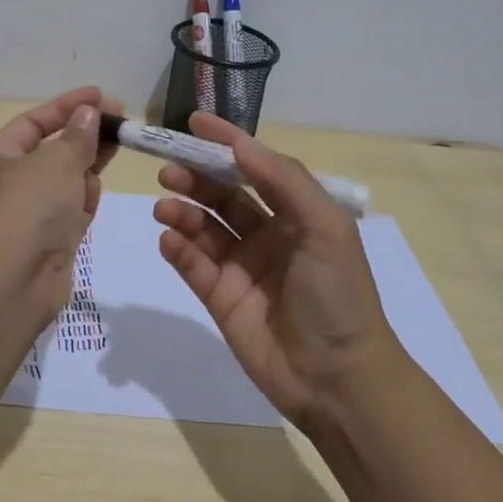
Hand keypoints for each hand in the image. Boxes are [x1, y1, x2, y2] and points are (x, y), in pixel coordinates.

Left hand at [0, 86, 121, 321]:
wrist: (14, 279)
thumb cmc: (29, 206)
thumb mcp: (57, 160)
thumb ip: (78, 135)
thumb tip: (88, 114)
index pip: (34, 122)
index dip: (67, 106)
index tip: (101, 95)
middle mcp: (8, 183)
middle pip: (53, 150)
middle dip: (84, 136)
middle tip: (122, 121)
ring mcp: (28, 214)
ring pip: (65, 180)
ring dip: (86, 167)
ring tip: (113, 153)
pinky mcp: (48, 240)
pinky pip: (70, 209)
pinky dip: (83, 200)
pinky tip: (93, 195)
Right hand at [153, 112, 398, 430]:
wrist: (337, 378)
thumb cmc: (338, 294)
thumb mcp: (324, 226)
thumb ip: (284, 180)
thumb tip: (241, 144)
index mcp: (296, 213)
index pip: (255, 167)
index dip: (226, 143)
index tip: (193, 123)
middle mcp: (267, 234)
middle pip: (223, 194)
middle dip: (195, 177)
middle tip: (168, 170)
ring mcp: (241, 266)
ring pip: (203, 227)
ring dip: (182, 211)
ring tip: (165, 207)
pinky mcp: (220, 297)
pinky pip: (193, 264)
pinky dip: (178, 249)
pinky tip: (169, 241)